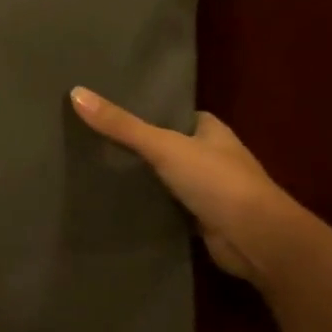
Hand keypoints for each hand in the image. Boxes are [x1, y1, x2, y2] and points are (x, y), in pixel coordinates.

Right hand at [70, 86, 302, 284]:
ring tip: (95, 169)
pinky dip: (146, 206)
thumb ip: (121, 125)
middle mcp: (211, 156)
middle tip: (92, 140)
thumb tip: (76, 93)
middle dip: (138, 146)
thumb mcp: (163, 146)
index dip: (145, 111)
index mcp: (211, 130)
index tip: (108, 110)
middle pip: (167, 146)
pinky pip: (165, 206)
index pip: (173, 114)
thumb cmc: (217, 181)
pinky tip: (115, 202)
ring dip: (141, 178)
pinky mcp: (200, 219)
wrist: (256, 239)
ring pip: (165, 177)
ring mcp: (207, 189)